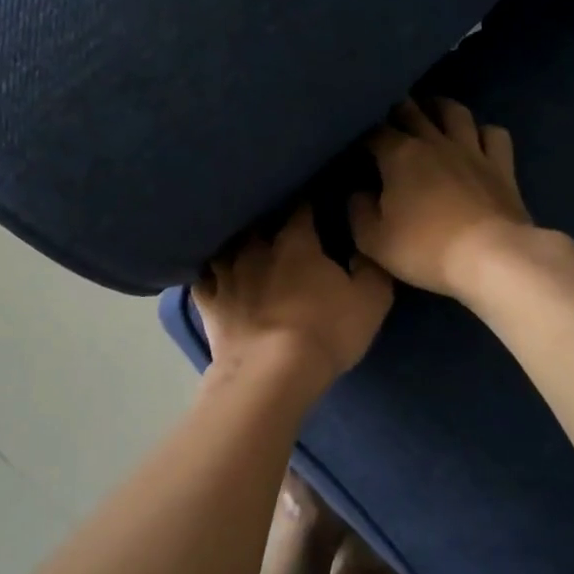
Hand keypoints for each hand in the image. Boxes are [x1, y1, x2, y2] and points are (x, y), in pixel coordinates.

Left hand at [195, 205, 393, 385]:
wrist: (272, 373)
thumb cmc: (327, 332)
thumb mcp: (370, 300)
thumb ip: (370, 268)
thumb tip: (364, 246)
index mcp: (295, 243)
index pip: (301, 209)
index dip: (308, 202)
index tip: (313, 200)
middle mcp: (256, 249)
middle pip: (259, 223)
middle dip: (267, 221)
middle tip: (276, 224)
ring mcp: (227, 275)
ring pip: (226, 246)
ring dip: (234, 245)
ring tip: (240, 246)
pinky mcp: (208, 303)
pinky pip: (203, 279)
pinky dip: (208, 274)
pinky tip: (211, 274)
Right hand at [350, 98, 536, 296]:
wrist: (490, 258)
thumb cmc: (425, 249)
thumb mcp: (373, 240)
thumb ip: (358, 211)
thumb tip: (358, 192)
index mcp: (400, 155)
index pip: (374, 132)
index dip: (362, 136)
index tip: (356, 148)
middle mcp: (435, 142)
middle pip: (412, 110)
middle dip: (396, 110)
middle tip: (389, 120)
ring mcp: (472, 150)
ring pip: (455, 112)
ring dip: (439, 107)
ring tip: (430, 112)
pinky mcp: (502, 165)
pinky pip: (494, 134)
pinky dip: (482, 132)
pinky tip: (476, 140)